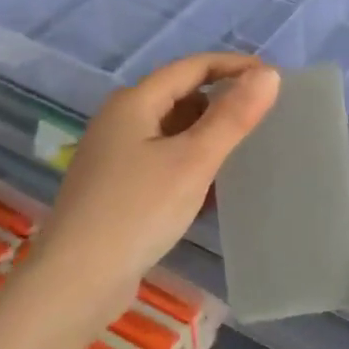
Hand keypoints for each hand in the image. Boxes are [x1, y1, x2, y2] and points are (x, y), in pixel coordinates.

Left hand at [32, 54, 279, 334]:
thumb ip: (233, 116)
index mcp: (134, 102)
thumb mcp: (193, 160)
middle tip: (263, 116)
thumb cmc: (137, 211)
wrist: (75, 282)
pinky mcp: (115, 186)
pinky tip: (209, 184)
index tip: (274, 79)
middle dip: (221, 99)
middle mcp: (119, 120)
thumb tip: (269, 74)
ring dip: (206, 132)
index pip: (192, 67)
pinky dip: (189, 159)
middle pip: (180, 94)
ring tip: (243, 148)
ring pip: (171, 128)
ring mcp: (113, 155)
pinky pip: (161, 157)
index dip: (235, 66)